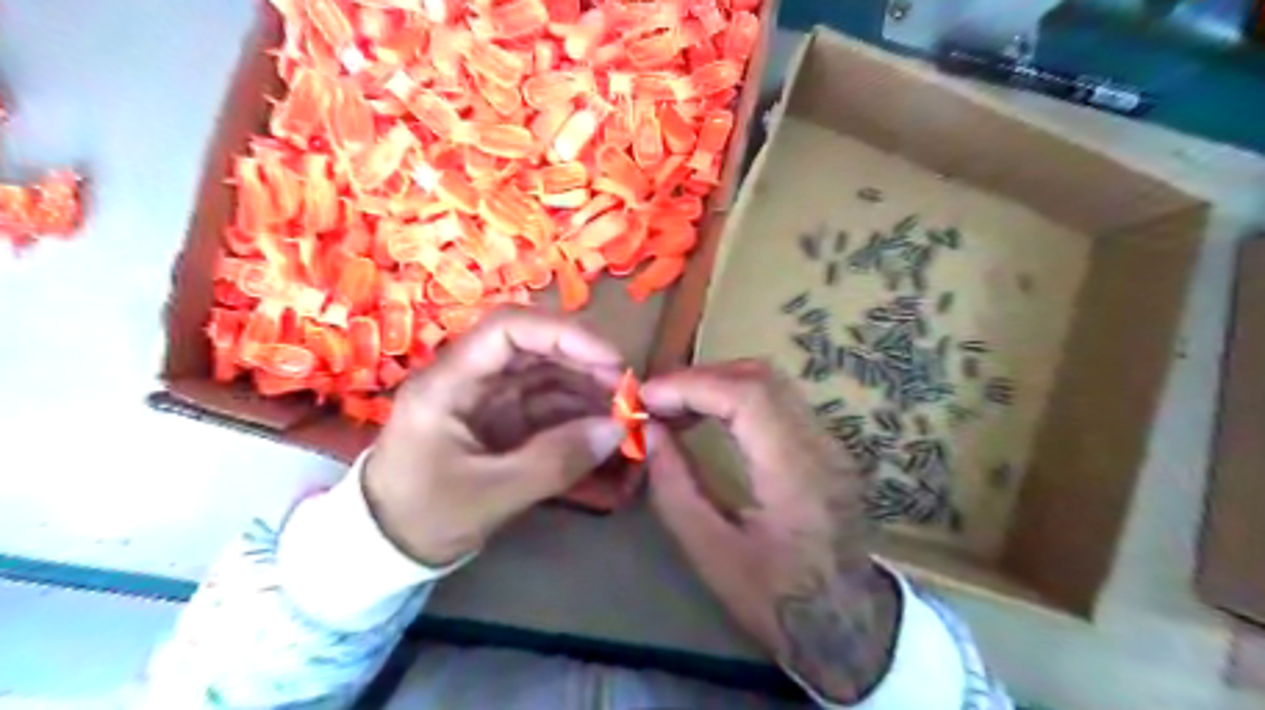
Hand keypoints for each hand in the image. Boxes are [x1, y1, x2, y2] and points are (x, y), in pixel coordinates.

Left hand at [363, 309, 624, 568]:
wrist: (384, 549)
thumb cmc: (423, 517)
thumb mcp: (491, 495)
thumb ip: (556, 461)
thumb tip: (617, 430)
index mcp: (449, 382)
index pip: (508, 329)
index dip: (564, 335)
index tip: (611, 360)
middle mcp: (469, 378)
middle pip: (534, 347)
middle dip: (585, 363)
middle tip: (627, 391)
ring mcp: (486, 398)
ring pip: (545, 374)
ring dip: (586, 387)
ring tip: (623, 411)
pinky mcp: (500, 419)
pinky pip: (545, 404)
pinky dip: (577, 412)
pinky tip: (604, 426)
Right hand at [643, 360, 897, 702]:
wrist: (849, 623)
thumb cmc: (778, 599)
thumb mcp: (712, 555)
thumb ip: (675, 489)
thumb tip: (648, 433)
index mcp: (796, 473)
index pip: (747, 396)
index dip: (691, 385)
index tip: (647, 398)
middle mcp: (821, 444)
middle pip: (760, 377)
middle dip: (700, 378)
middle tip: (657, 400)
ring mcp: (829, 441)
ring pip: (770, 382)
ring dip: (717, 383)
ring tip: (675, 408)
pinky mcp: (826, 445)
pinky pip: (777, 400)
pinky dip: (735, 397)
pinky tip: (708, 418)